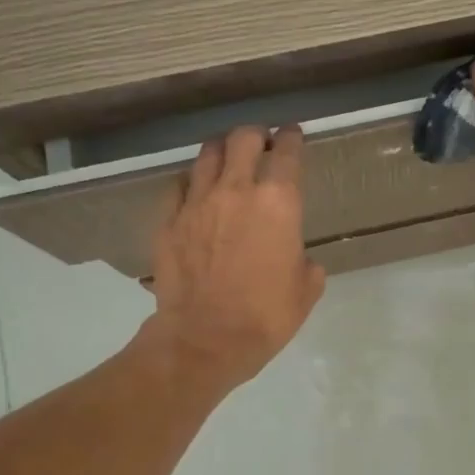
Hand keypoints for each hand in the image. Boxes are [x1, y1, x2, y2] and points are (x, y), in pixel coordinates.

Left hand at [145, 125, 325, 391]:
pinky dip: (191, 182)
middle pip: (243, 139)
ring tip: (227, 160)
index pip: (287, 152)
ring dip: (222, 151)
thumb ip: (305, 262)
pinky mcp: (168, 220)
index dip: (292, 138)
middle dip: (255, 136)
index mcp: (278, 202)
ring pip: (207, 155)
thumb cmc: (266, 316)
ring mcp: (197, 202)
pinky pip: (178, 186)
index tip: (293, 135)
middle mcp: (237, 190)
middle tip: (260, 144)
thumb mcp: (306, 290)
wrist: (206, 339)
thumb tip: (297, 257)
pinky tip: (195, 192)